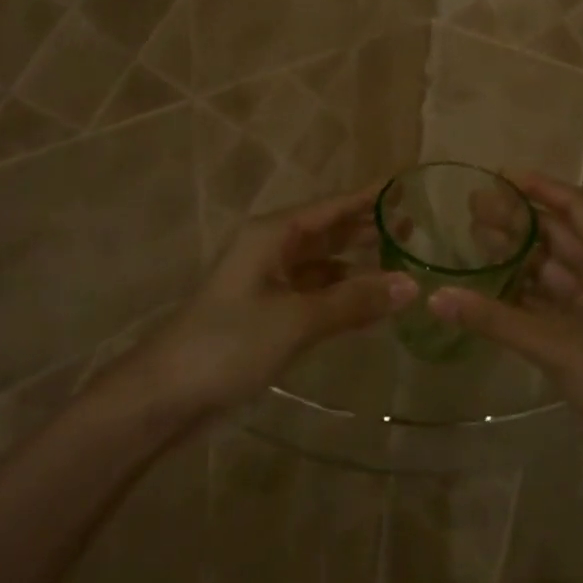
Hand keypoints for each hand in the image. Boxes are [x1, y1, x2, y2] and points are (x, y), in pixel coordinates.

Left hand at [138, 186, 415, 412]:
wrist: (166, 395)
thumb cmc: (229, 343)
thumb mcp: (297, 319)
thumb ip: (354, 301)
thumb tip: (411, 285)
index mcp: (273, 234)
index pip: (332, 206)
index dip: (369, 196)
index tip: (406, 186)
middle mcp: (271, 249)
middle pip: (328, 231)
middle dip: (367, 228)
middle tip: (416, 228)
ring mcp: (267, 282)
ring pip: (322, 264)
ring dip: (357, 264)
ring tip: (401, 263)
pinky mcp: (267, 313)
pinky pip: (314, 293)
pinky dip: (341, 294)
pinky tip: (369, 303)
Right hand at [429, 173, 582, 431]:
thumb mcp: (553, 342)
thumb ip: (493, 318)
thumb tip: (435, 298)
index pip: (573, 205)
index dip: (538, 187)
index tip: (499, 176)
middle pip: (560, 234)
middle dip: (517, 220)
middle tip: (472, 206)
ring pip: (555, 267)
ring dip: (519, 254)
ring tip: (474, 239)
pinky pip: (555, 299)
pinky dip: (526, 291)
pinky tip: (493, 286)